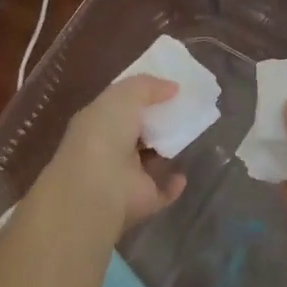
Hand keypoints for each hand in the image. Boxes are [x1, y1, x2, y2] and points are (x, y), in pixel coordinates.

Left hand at [42, 76, 186, 235]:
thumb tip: (173, 87)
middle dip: (156, 123)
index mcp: (98, 123)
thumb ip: (147, 86)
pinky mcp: (141, 200)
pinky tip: (183, 173)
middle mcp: (109, 150)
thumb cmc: (104, 134)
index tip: (168, 88)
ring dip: (165, 150)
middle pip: (137, 133)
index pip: (120, 107)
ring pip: (148, 161)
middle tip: (184, 109)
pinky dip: (173, 184)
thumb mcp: (123, 95)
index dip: (142, 97)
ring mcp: (124, 177)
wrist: (98, 188)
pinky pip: (161, 191)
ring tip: (188, 135)